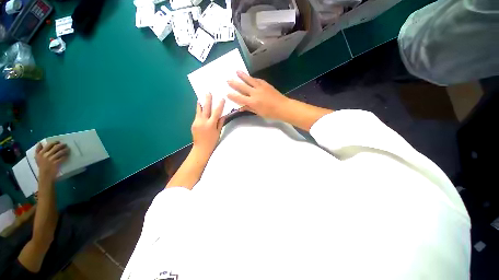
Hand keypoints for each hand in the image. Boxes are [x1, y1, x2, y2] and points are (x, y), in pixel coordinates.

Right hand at [35, 141, 68, 180]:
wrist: (45, 175)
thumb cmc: (42, 166)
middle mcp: (46, 155)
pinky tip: (68, 155)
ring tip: (68, 149)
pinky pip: (63, 157)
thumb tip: (40, 143)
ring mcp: (51, 159)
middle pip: (56, 147)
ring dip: (65, 150)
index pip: (49, 145)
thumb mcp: (37, 157)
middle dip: (62, 145)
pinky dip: (66, 155)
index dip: (55, 142)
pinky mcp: (56, 163)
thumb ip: (38, 150)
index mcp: (41, 153)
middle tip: (65, 144)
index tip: (59, 141)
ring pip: (60, 152)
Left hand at [191, 93, 225, 157]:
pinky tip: (201, 108)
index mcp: (211, 124)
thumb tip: (223, 115)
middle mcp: (203, 121)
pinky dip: (199, 111)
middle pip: (206, 108)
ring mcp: (197, 122)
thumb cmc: (212, 141)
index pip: (216, 112)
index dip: (220, 105)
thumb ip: (220, 123)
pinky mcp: (193, 123)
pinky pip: (197, 115)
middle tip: (208, 92)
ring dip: (201, 103)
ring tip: (201, 97)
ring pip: (199, 110)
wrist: (201, 148)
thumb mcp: (218, 132)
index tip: (221, 99)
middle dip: (207, 100)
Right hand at [227, 71, 289, 118]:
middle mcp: (255, 93)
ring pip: (250, 80)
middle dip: (234, 83)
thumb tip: (241, 108)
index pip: (239, 98)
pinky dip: (252, 78)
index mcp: (252, 102)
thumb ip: (249, 109)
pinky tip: (250, 76)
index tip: (227, 93)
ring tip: (237, 71)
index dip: (232, 96)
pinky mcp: (266, 84)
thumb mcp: (258, 113)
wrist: (282, 107)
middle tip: (228, 79)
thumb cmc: (270, 113)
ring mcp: (260, 87)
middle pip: (242, 87)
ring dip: (242, 75)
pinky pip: (257, 80)